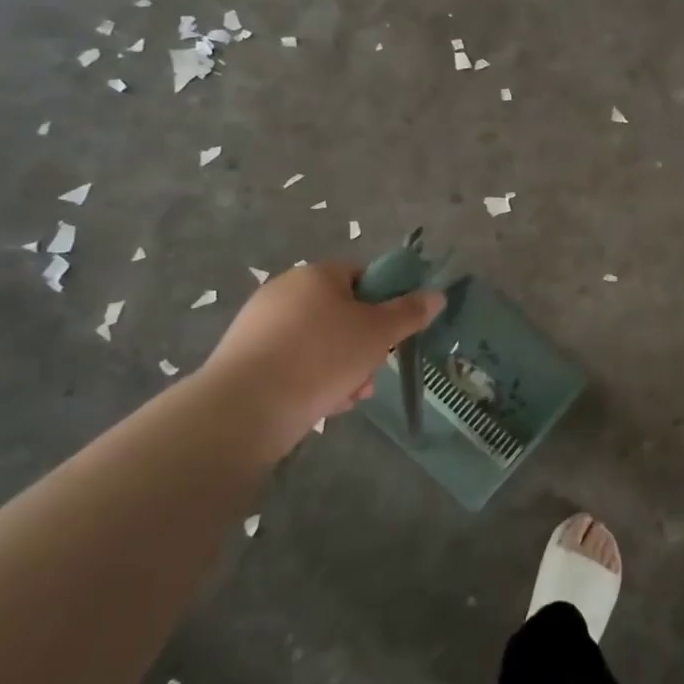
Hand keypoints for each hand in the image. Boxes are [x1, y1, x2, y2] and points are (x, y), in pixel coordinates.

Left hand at [201, 261, 442, 455]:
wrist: (246, 408)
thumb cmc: (322, 356)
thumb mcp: (379, 332)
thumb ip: (410, 312)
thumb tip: (437, 294)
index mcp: (316, 274)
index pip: (361, 275)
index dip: (382, 302)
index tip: (391, 332)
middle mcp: (284, 292)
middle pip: (341, 313)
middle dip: (364, 345)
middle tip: (373, 371)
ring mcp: (260, 326)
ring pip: (320, 343)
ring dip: (343, 368)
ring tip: (350, 397)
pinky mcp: (246, 360)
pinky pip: (293, 364)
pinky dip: (312, 381)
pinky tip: (323, 406)